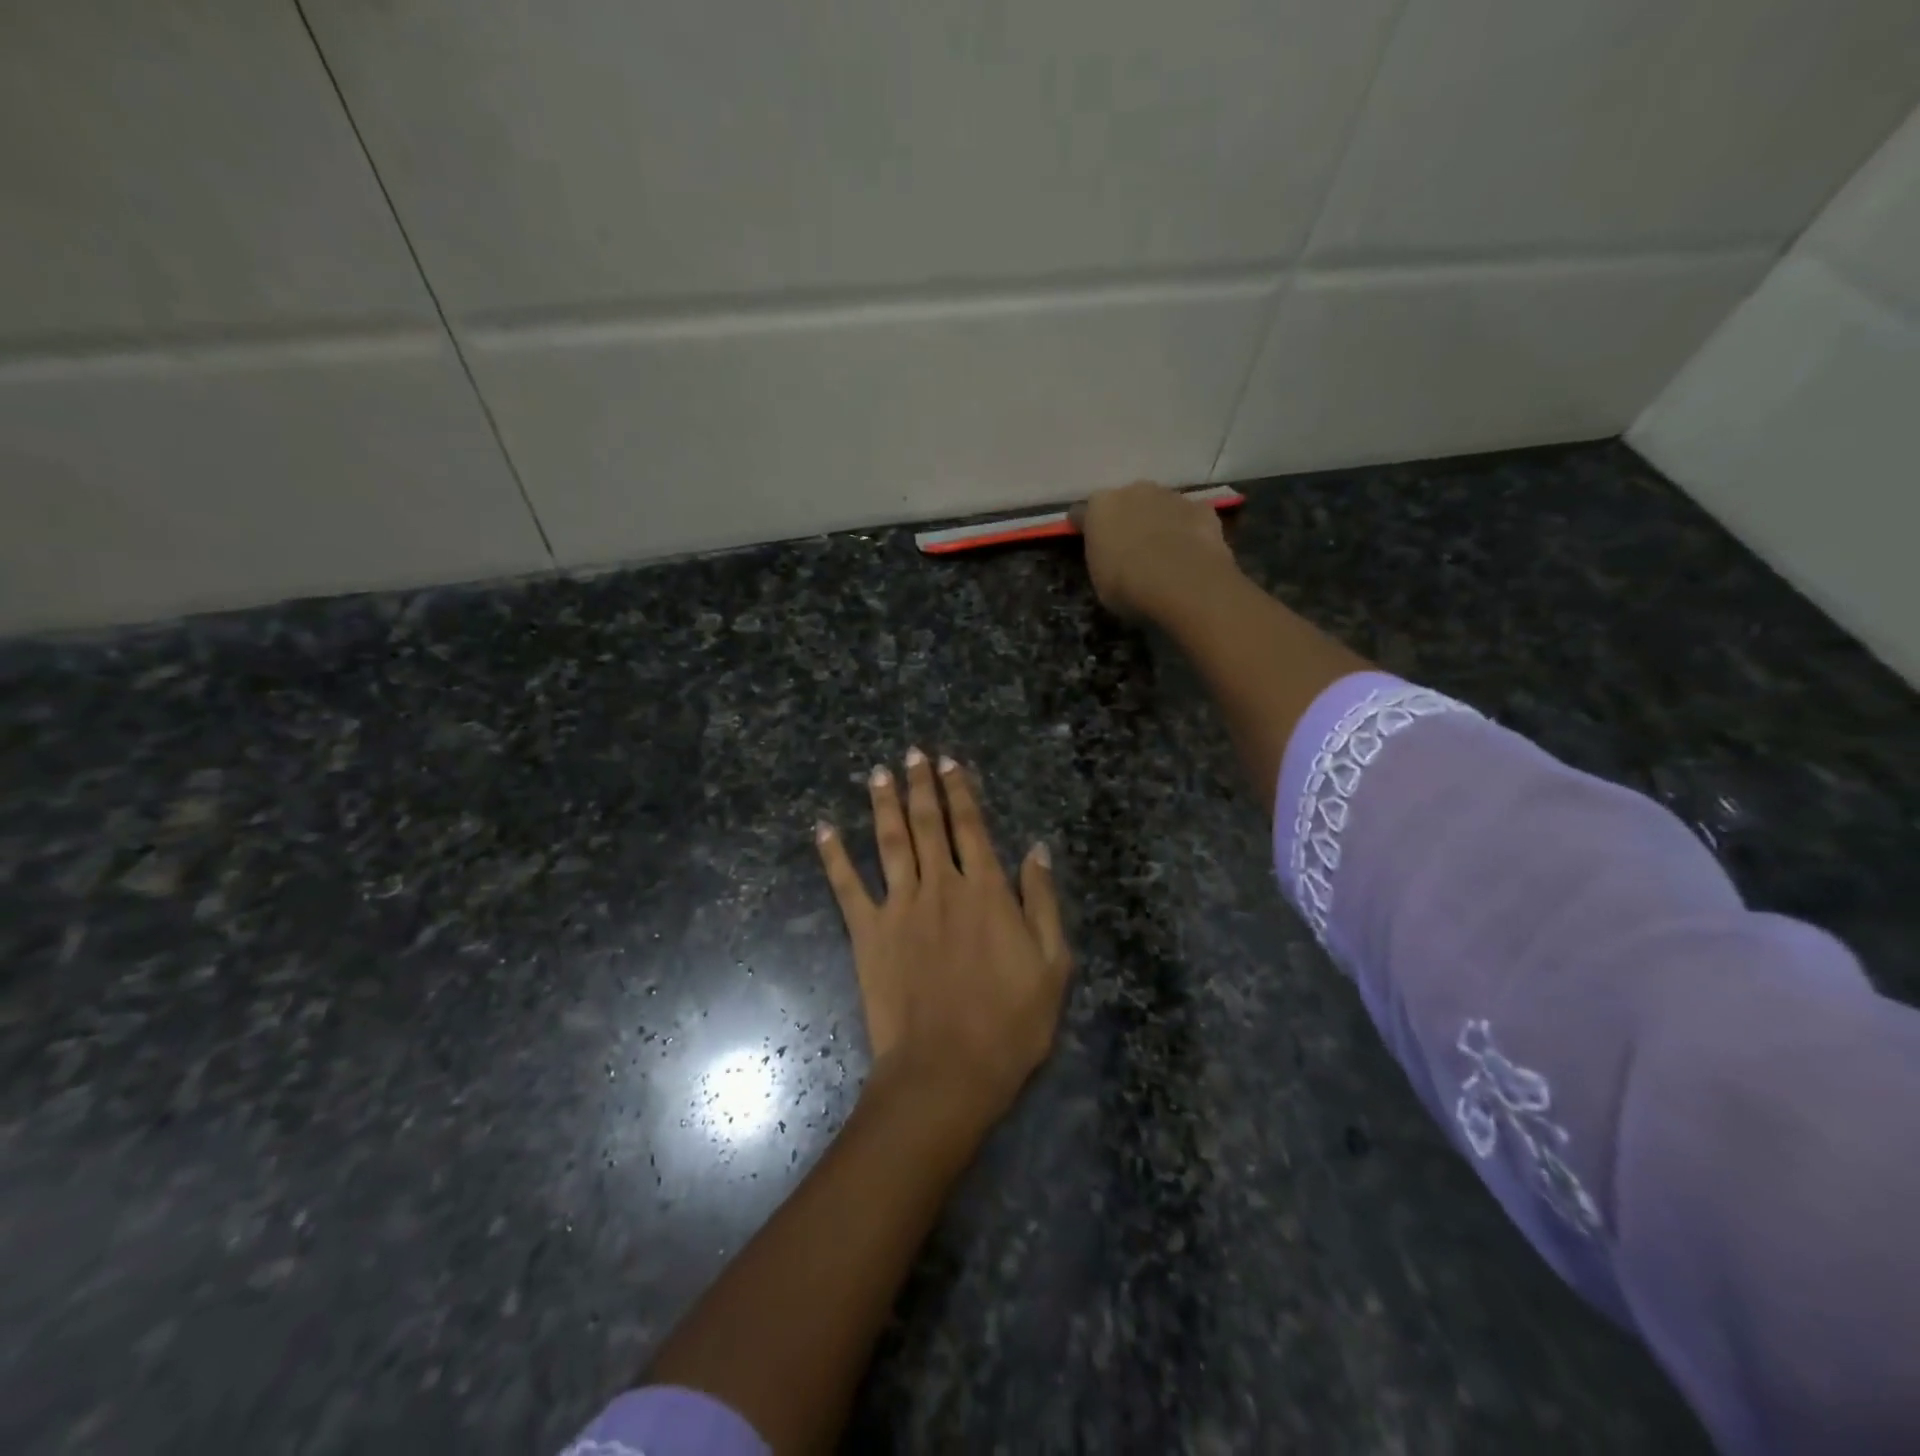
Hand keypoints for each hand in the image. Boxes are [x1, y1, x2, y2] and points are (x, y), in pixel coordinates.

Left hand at [816, 749, 1072, 1127]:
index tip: (950, 762)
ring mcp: (899, 907)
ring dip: (883, 804)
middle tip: (912, 754)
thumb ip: (1042, 901)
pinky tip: (823, 829)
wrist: (947, 1070)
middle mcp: (940, 886)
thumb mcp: (1052, 963)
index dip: (961, 791)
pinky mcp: (867, 933)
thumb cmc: (1010, 1023)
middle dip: (921, 785)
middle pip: (927, 823)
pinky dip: (834, 856)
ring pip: (889, 841)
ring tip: (878, 773)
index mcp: (985, 890)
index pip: (970, 826)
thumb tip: (1037, 849)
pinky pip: (846, 887)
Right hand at [1076, 481, 1239, 620]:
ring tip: (1163, 551)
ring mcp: (1171, 496)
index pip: (1082, 512)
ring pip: (1159, 505)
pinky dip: (1188, 529)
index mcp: (1100, 507)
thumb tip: (1110, 555)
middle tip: (1128, 547)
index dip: (1084, 528)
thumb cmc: (1128, 586)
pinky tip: (1190, 552)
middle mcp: (1134, 491)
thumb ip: (1102, 557)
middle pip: (1125, 501)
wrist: (1184, 583)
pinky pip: (1189, 516)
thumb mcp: (1100, 580)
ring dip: (1157, 521)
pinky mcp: (1202, 508)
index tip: (1087, 542)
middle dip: (1125, 518)